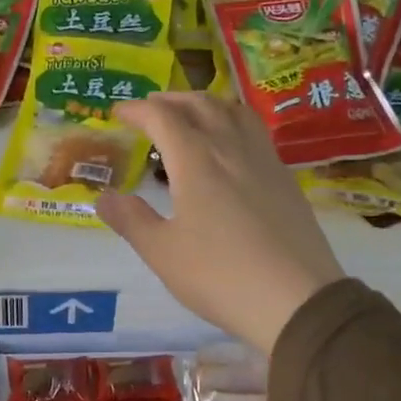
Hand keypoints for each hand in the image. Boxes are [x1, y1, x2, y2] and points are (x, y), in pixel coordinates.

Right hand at [95, 94, 344, 353]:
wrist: (297, 300)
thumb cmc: (220, 276)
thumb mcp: (163, 253)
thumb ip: (131, 220)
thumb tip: (104, 197)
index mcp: (196, 161)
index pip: (162, 118)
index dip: (137, 110)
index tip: (118, 112)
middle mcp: (231, 148)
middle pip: (201, 104)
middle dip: (171, 100)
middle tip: (151, 109)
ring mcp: (264, 161)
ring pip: (234, 112)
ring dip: (206, 105)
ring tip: (191, 117)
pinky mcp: (286, 179)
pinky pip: (255, 132)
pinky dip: (232, 123)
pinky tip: (229, 149)